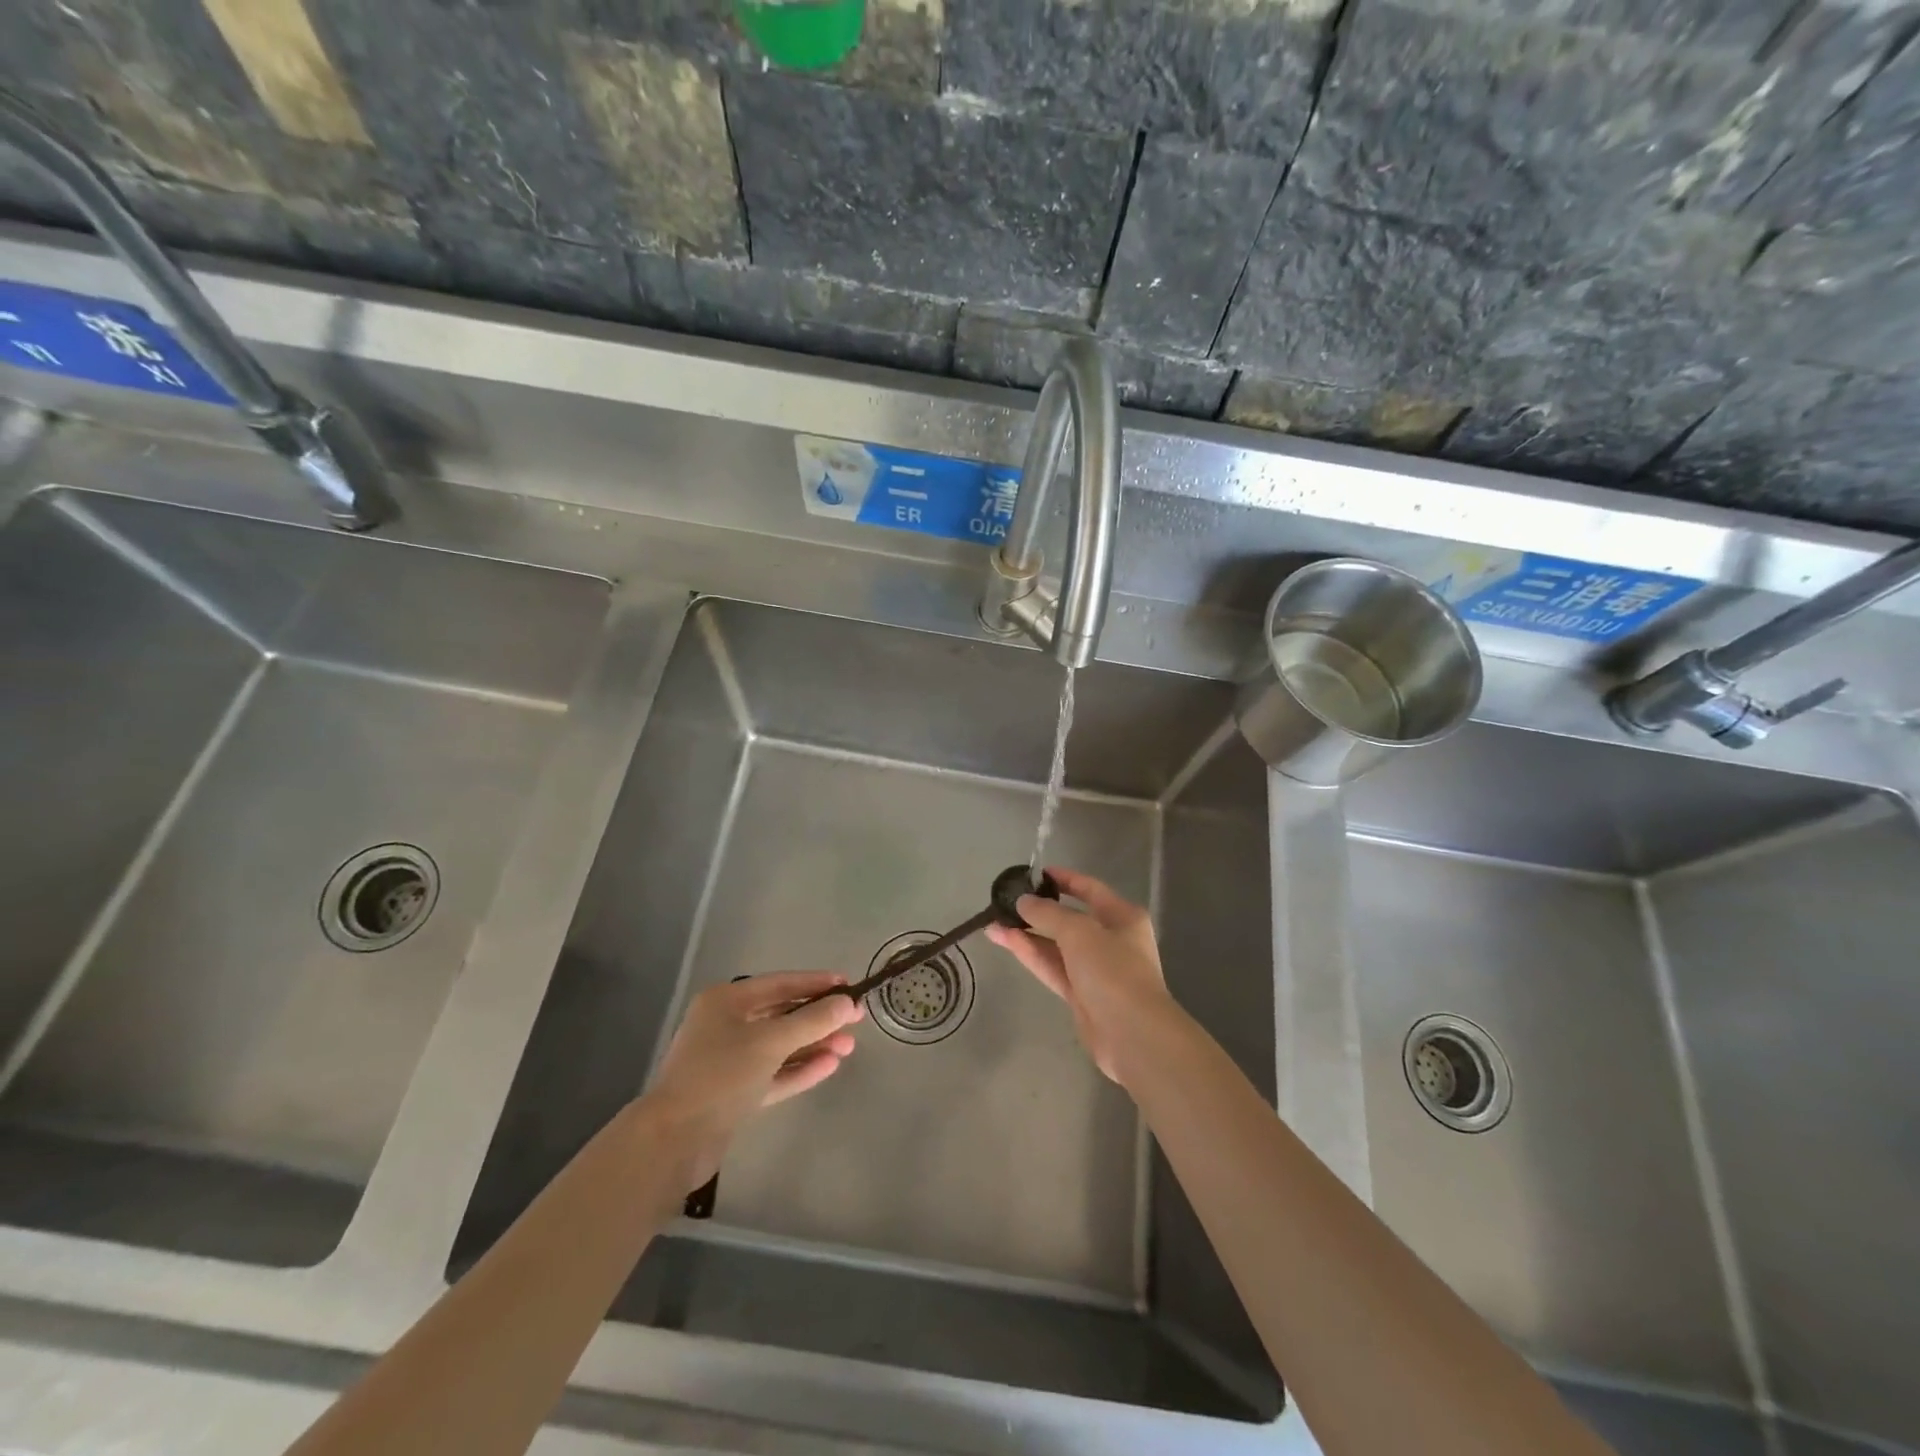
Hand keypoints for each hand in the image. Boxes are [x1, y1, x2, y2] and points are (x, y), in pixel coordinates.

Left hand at [643, 973, 863, 1189]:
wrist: (674, 1142)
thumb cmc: (721, 1076)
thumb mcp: (771, 1042)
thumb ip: (812, 1020)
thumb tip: (846, 1003)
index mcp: (726, 1001)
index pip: (780, 983)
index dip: (816, 983)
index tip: (849, 985)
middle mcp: (726, 1025)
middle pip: (781, 1014)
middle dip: (818, 1018)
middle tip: (855, 1021)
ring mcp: (729, 1061)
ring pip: (780, 1046)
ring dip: (813, 1045)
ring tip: (848, 1047)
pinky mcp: (734, 1093)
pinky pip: (774, 1073)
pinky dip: (799, 1069)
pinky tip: (829, 1066)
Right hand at [986, 867, 1174, 1085]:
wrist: (1132, 1035)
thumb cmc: (1112, 970)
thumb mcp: (1079, 931)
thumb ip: (1047, 913)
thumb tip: (1023, 901)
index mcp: (1122, 917)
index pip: (1089, 889)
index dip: (1063, 879)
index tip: (1034, 874)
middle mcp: (1111, 939)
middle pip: (1070, 918)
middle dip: (1038, 910)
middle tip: (1006, 902)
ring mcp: (1095, 969)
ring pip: (1056, 945)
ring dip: (1027, 934)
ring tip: (993, 922)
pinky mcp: (1080, 995)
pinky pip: (1052, 967)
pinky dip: (1031, 954)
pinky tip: (1006, 941)